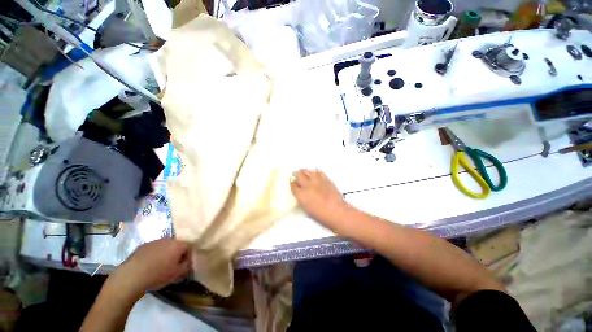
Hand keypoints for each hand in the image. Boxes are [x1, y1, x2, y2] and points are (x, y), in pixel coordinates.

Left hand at [109, 238, 190, 297]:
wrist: (132, 276)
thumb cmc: (158, 275)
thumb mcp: (177, 274)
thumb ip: (186, 266)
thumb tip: (187, 263)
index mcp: (179, 245)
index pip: (188, 248)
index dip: (186, 257)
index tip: (182, 266)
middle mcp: (169, 239)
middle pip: (176, 245)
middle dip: (175, 254)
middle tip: (171, 265)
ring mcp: (155, 241)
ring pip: (164, 246)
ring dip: (165, 253)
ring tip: (159, 265)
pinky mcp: (143, 245)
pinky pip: (153, 249)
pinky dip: (154, 255)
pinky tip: (149, 265)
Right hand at [290, 169, 351, 228]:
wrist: (337, 212)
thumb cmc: (321, 215)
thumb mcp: (306, 209)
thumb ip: (301, 199)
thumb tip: (300, 194)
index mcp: (301, 194)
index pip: (293, 185)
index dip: (292, 183)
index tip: (292, 183)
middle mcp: (307, 185)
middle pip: (298, 174)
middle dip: (296, 175)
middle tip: (297, 177)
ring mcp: (317, 181)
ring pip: (307, 171)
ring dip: (305, 172)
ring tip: (305, 174)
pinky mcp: (325, 179)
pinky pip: (318, 172)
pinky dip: (315, 172)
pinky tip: (315, 175)